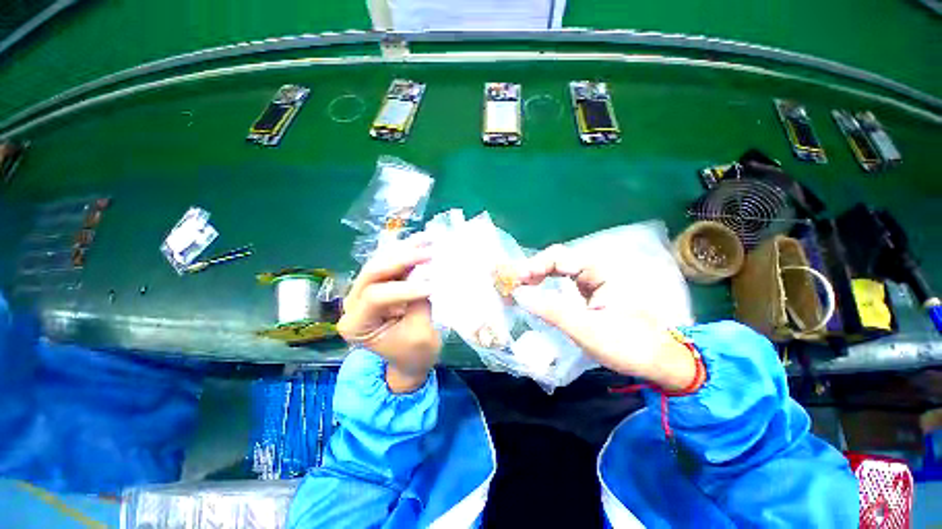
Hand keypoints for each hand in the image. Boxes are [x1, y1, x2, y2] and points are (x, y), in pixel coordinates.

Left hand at [338, 241, 440, 392]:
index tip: (432, 288)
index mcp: (356, 324)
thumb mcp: (419, 334)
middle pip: (373, 273)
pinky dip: (408, 252)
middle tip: (428, 253)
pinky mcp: (380, 284)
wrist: (412, 360)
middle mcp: (354, 303)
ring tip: (427, 239)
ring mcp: (366, 291)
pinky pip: (392, 264)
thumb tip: (426, 275)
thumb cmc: (414, 354)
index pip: (375, 297)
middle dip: (402, 260)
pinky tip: (422, 241)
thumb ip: (418, 304)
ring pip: (382, 263)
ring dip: (405, 250)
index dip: (404, 289)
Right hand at [516, 245, 697, 391]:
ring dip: (535, 277)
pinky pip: (561, 282)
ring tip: (517, 288)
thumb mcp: (586, 329)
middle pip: (555, 260)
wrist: (659, 362)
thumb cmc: (628, 346)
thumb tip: (519, 294)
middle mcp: (594, 270)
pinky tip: (534, 293)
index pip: (558, 257)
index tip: (515, 282)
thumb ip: (550, 310)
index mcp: (599, 271)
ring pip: (557, 270)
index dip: (533, 266)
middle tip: (511, 285)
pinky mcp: (589, 293)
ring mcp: (592, 281)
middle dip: (531, 270)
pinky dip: (544, 286)